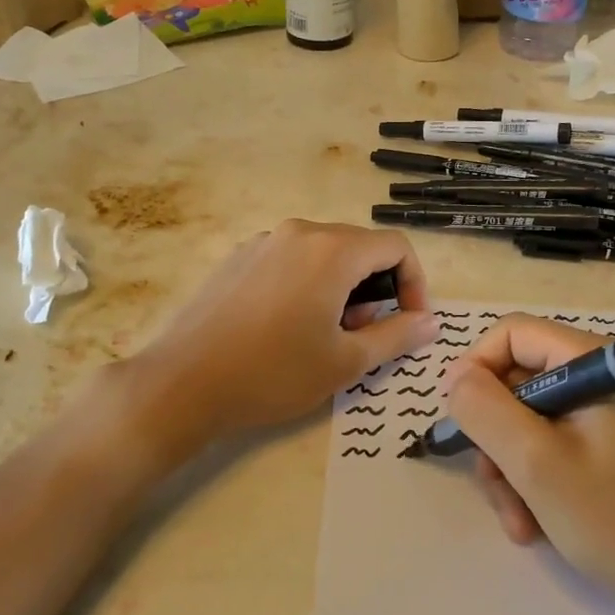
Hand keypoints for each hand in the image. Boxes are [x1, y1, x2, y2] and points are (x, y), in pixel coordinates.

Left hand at [132, 220, 437, 440]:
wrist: (183, 382)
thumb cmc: (273, 373)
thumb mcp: (345, 362)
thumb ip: (397, 336)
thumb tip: (431, 322)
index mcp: (331, 250)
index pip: (396, 246)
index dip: (414, 283)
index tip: (409, 322)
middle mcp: (299, 232)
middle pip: (359, 247)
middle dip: (376, 288)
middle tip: (364, 336)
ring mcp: (264, 242)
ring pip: (324, 253)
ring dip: (342, 287)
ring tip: (325, 334)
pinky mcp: (239, 258)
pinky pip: (291, 260)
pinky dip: (308, 283)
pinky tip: (287, 326)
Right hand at [443, 315, 614, 606]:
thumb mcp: (537, 464)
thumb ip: (486, 411)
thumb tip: (456, 378)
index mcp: (594, 363)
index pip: (513, 334)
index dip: (475, 369)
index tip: (458, 421)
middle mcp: (601, 379)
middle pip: (517, 382)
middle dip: (495, 437)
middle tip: (493, 487)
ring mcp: (607, 416)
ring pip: (527, 421)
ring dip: (510, 470)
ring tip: (519, 521)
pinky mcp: (610, 449)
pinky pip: (550, 448)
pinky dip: (533, 483)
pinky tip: (537, 525)